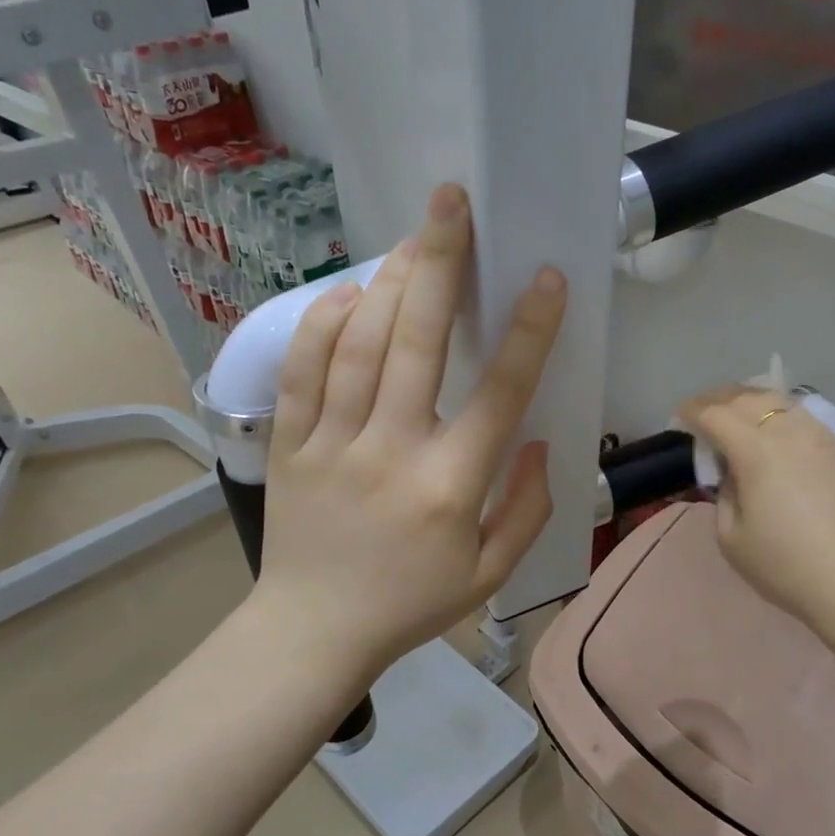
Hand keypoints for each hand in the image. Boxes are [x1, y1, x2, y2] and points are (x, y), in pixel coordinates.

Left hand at [253, 184, 566, 688]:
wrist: (312, 632)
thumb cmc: (410, 604)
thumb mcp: (490, 574)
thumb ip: (526, 508)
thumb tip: (534, 441)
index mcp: (449, 487)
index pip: (499, 394)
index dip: (528, 332)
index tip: (545, 279)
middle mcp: (390, 452)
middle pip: (416, 343)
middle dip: (440, 264)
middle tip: (452, 203)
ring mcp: (332, 443)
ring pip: (357, 344)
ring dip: (389, 282)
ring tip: (414, 238)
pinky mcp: (288, 444)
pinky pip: (303, 371)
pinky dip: (323, 323)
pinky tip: (348, 292)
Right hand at [678, 385, 834, 628]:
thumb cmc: (787, 567)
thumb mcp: (732, 538)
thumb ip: (725, 495)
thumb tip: (734, 474)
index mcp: (756, 451)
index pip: (716, 415)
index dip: (693, 411)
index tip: (680, 416)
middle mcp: (791, 432)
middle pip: (749, 399)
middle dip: (719, 399)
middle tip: (703, 410)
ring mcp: (824, 438)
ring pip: (782, 403)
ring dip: (753, 402)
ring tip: (739, 414)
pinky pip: (806, 420)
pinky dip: (782, 417)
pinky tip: (778, 434)